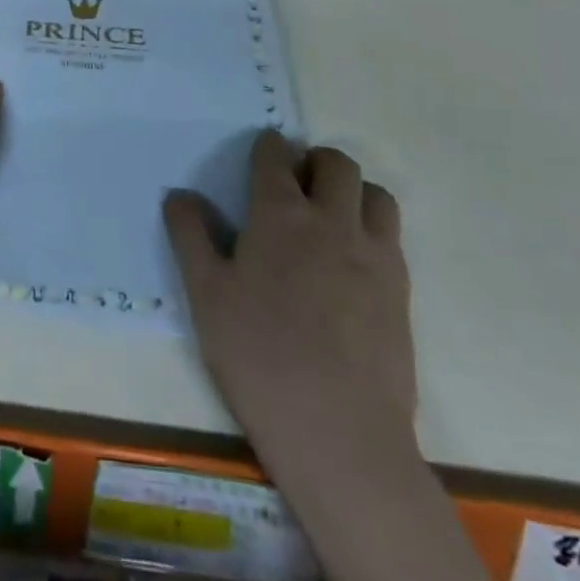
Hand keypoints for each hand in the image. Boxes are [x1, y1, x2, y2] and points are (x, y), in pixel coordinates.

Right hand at [164, 131, 414, 465]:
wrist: (338, 432)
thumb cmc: (258, 357)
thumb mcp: (205, 296)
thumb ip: (190, 236)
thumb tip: (179, 194)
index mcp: (280, 215)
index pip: (275, 156)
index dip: (266, 148)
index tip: (260, 155)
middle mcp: (332, 220)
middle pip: (335, 163)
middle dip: (313, 160)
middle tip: (295, 185)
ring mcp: (373, 253)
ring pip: (374, 193)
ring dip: (352, 190)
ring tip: (330, 217)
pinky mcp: (401, 289)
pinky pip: (392, 235)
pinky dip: (372, 228)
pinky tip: (352, 261)